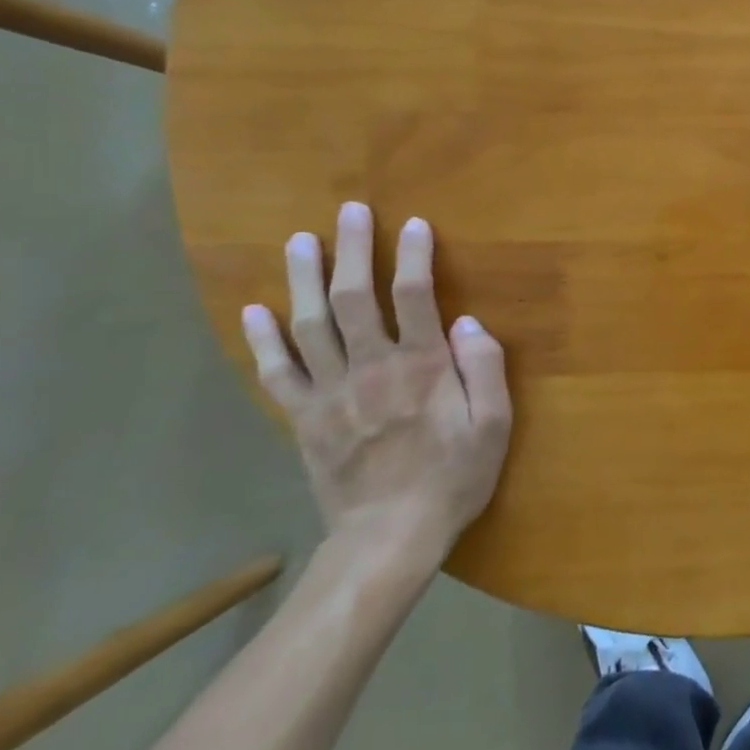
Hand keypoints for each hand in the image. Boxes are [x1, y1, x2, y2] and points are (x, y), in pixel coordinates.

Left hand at [241, 201, 511, 566]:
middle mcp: (373, 368)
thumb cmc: (453, 477)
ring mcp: (332, 393)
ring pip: (312, 325)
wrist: (389, 538)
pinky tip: (254, 311)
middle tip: (348, 211)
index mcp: (423, 366)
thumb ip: (485, 368)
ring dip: (304, 279)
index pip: (416, 295)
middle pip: (356, 298)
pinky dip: (263, 341)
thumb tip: (466, 321)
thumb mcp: (494, 425)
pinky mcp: (305, 419)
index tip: (413, 223)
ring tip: (299, 241)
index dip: (415, 255)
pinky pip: (278, 373)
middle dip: (352, 250)